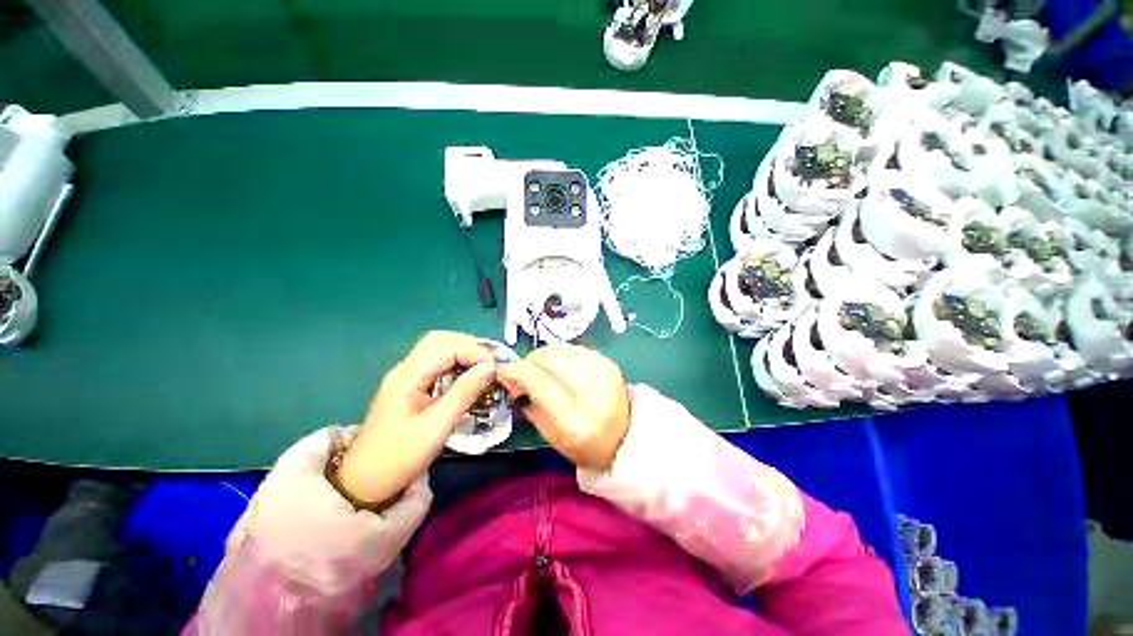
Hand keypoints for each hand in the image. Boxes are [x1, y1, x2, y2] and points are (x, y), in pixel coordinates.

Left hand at [337, 331, 496, 505]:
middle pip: (439, 340)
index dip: (475, 352)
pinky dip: (454, 363)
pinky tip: (466, 376)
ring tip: (482, 367)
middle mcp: (405, 369)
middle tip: (490, 362)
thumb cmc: (400, 457)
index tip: (496, 367)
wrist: (363, 483)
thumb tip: (490, 367)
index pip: (448, 348)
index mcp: (408, 376)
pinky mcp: (408, 387)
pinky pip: (434, 363)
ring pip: (436, 349)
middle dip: (468, 345)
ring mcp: (404, 377)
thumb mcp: (437, 426)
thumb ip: (464, 393)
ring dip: (461, 352)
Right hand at [497, 343, 630, 470]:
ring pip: (563, 348)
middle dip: (530, 359)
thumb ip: (528, 404)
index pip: (541, 384)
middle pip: (552, 358)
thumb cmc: (583, 445)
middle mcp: (592, 396)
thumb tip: (511, 377)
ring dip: (545, 354)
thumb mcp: (550, 436)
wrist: (624, 439)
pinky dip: (563, 354)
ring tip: (542, 368)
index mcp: (575, 424)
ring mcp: (605, 376)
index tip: (504, 370)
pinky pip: (577, 348)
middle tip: (525, 370)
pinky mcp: (611, 364)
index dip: (518, 371)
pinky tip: (562, 366)